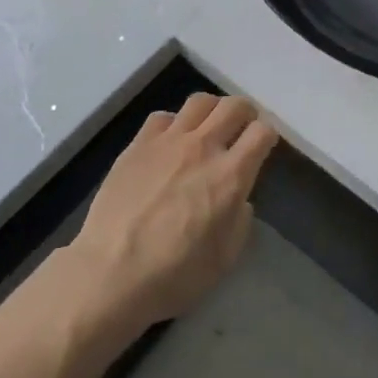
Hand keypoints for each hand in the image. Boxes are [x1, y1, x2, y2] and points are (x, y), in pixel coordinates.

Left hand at [65, 94, 279, 335]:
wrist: (110, 274)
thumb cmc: (173, 275)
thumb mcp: (224, 258)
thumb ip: (240, 220)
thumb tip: (238, 199)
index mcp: (230, 176)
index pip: (262, 132)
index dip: (267, 137)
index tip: (262, 148)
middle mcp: (203, 147)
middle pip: (234, 106)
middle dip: (245, 113)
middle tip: (241, 129)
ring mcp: (168, 141)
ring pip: (200, 101)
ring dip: (212, 111)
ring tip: (208, 127)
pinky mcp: (138, 145)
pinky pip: (162, 117)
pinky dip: (173, 124)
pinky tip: (169, 144)